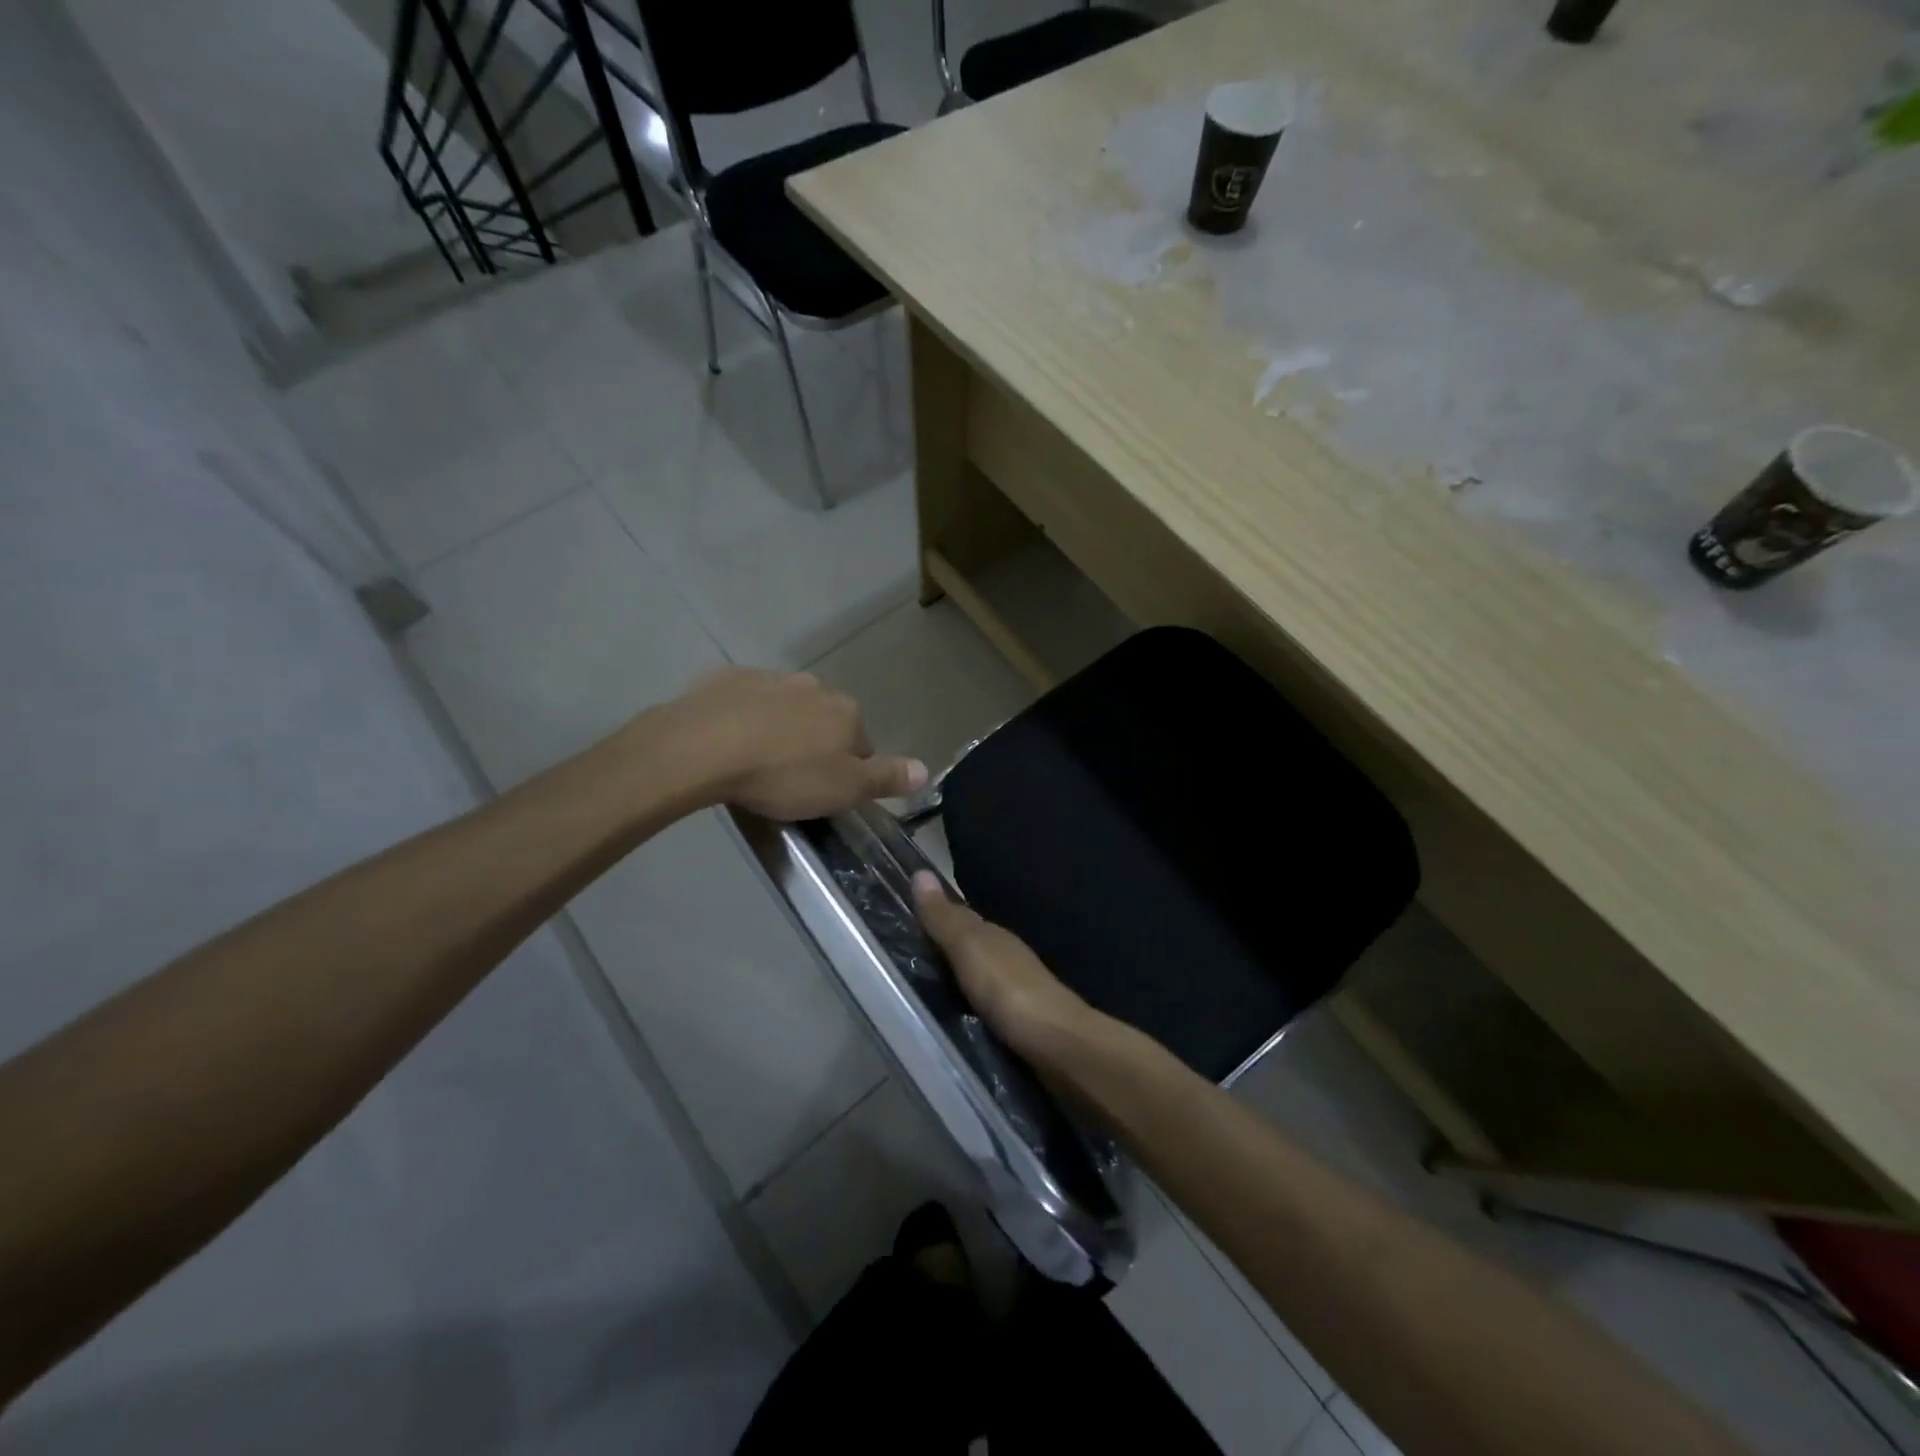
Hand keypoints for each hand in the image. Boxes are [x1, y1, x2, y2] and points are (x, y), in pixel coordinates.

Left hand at [657, 668, 926, 820]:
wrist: (703, 747)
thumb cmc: (783, 774)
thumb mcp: (843, 789)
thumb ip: (886, 778)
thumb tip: (927, 770)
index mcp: (846, 712)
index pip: (862, 743)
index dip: (847, 770)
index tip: (825, 792)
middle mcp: (814, 687)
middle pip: (824, 721)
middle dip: (813, 745)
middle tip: (790, 780)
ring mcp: (770, 678)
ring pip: (786, 708)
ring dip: (779, 729)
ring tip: (755, 763)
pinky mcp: (727, 678)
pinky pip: (745, 701)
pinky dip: (743, 717)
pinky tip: (726, 742)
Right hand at [911, 871, 1102, 1063]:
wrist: (1058, 1046)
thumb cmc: (1009, 989)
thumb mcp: (969, 948)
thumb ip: (945, 918)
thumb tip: (920, 871)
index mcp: (995, 936)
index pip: (960, 919)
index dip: (933, 918)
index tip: (900, 920)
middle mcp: (1006, 958)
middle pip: (968, 949)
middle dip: (941, 951)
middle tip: (900, 960)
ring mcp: (1014, 993)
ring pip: (975, 979)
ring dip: (953, 982)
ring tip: (916, 992)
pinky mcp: (1016, 1026)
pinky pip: (981, 1008)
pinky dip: (965, 1008)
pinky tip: (951, 1018)